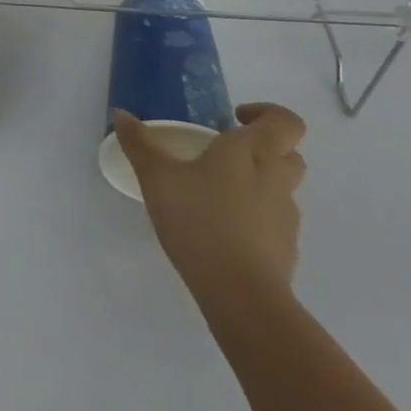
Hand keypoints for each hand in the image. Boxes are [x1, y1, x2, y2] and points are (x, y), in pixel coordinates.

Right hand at [116, 102, 306, 304]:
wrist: (242, 296)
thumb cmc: (200, 221)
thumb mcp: (157, 178)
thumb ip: (139, 144)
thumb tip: (121, 114)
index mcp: (251, 153)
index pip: (286, 122)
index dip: (268, 113)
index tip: (235, 119)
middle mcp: (275, 179)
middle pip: (289, 153)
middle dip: (264, 148)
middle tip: (226, 153)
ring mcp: (285, 218)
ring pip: (283, 188)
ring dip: (260, 183)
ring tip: (218, 194)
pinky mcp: (286, 251)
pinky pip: (275, 222)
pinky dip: (257, 218)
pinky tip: (224, 230)